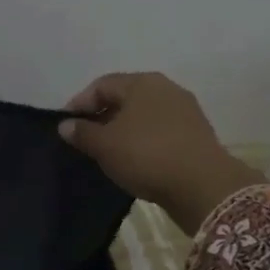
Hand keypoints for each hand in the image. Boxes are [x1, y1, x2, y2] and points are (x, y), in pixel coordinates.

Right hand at [58, 73, 261, 233]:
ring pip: (143, 116)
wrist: (204, 187)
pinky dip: (143, 142)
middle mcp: (166, 89)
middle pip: (124, 98)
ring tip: (108, 152)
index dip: (79, 103)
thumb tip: (65, 125)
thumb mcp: (105, 145)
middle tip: (85, 140)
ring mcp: (185, 111)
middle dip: (102, 117)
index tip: (66, 127)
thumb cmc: (147, 155)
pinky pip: (160, 132)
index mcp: (142, 82)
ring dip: (123, 131)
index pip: (101, 85)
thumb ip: (82, 132)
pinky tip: (135, 160)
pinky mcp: (196, 135)